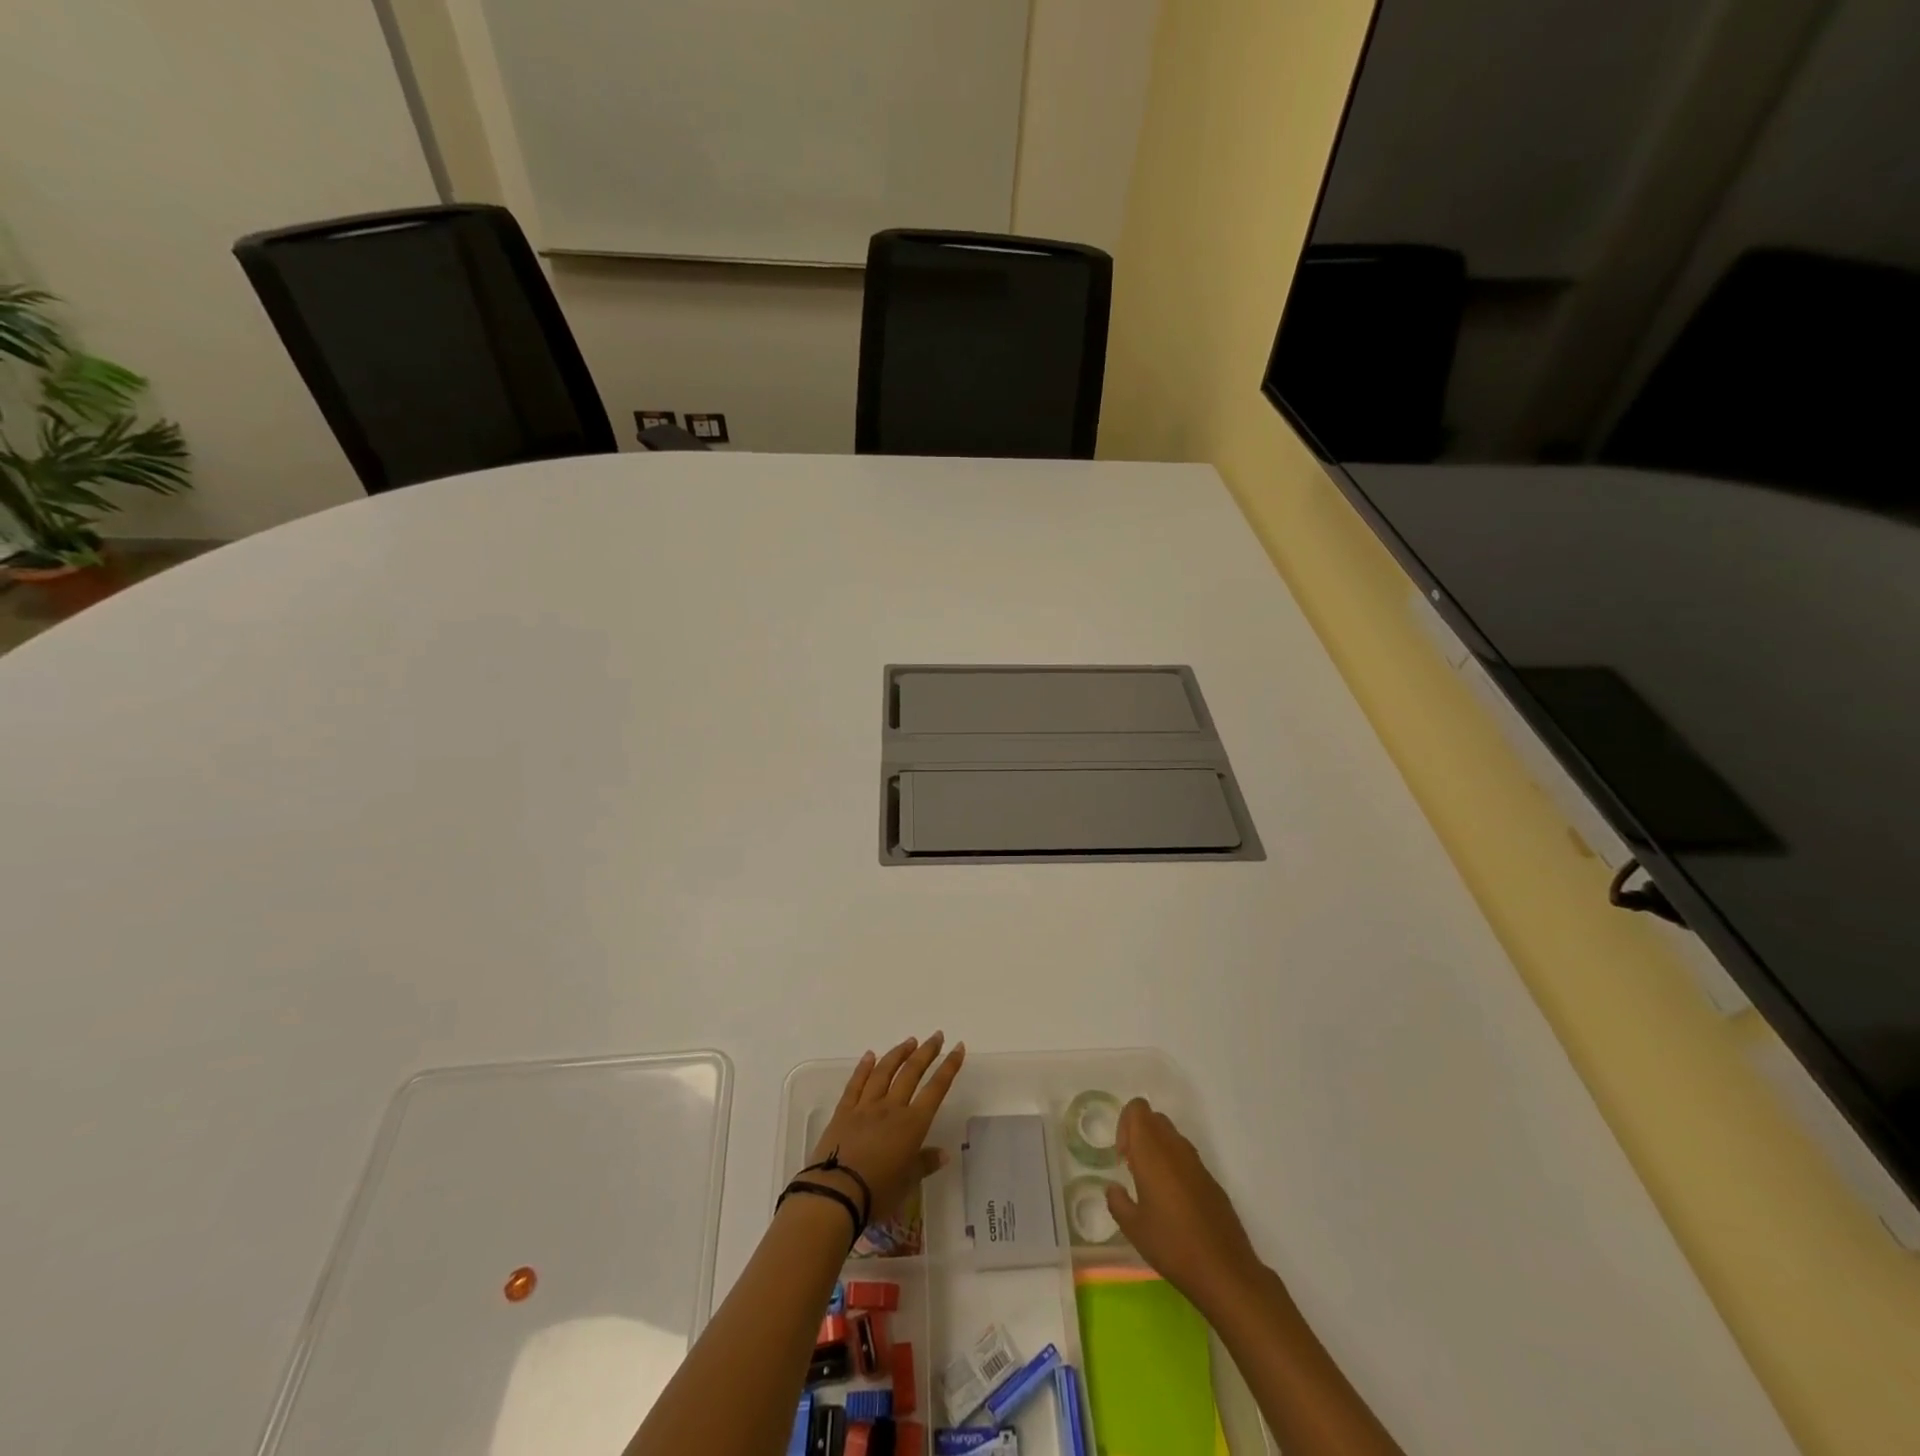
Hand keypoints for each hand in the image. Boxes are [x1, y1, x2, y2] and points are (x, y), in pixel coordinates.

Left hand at [808, 1032, 965, 1224]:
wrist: (836, 1193)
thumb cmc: (877, 1192)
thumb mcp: (907, 1183)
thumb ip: (924, 1164)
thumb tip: (943, 1154)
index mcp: (912, 1125)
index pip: (936, 1089)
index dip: (949, 1067)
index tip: (957, 1048)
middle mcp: (891, 1108)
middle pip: (911, 1073)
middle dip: (927, 1052)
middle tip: (937, 1036)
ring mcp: (866, 1106)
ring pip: (884, 1072)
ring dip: (898, 1054)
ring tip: (909, 1041)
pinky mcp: (844, 1111)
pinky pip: (856, 1084)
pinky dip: (864, 1067)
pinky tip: (870, 1055)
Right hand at [1106, 1098, 1262, 1310]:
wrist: (1224, 1271)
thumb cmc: (1172, 1245)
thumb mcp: (1133, 1228)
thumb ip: (1117, 1201)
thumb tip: (1113, 1188)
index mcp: (1152, 1152)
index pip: (1138, 1109)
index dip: (1124, 1124)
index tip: (1122, 1157)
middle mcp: (1175, 1148)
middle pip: (1154, 1118)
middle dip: (1139, 1135)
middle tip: (1132, 1168)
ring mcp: (1197, 1163)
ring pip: (1172, 1137)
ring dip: (1157, 1150)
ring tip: (1151, 1187)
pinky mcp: (1212, 1180)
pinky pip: (1187, 1158)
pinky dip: (1175, 1167)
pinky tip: (1174, 1203)